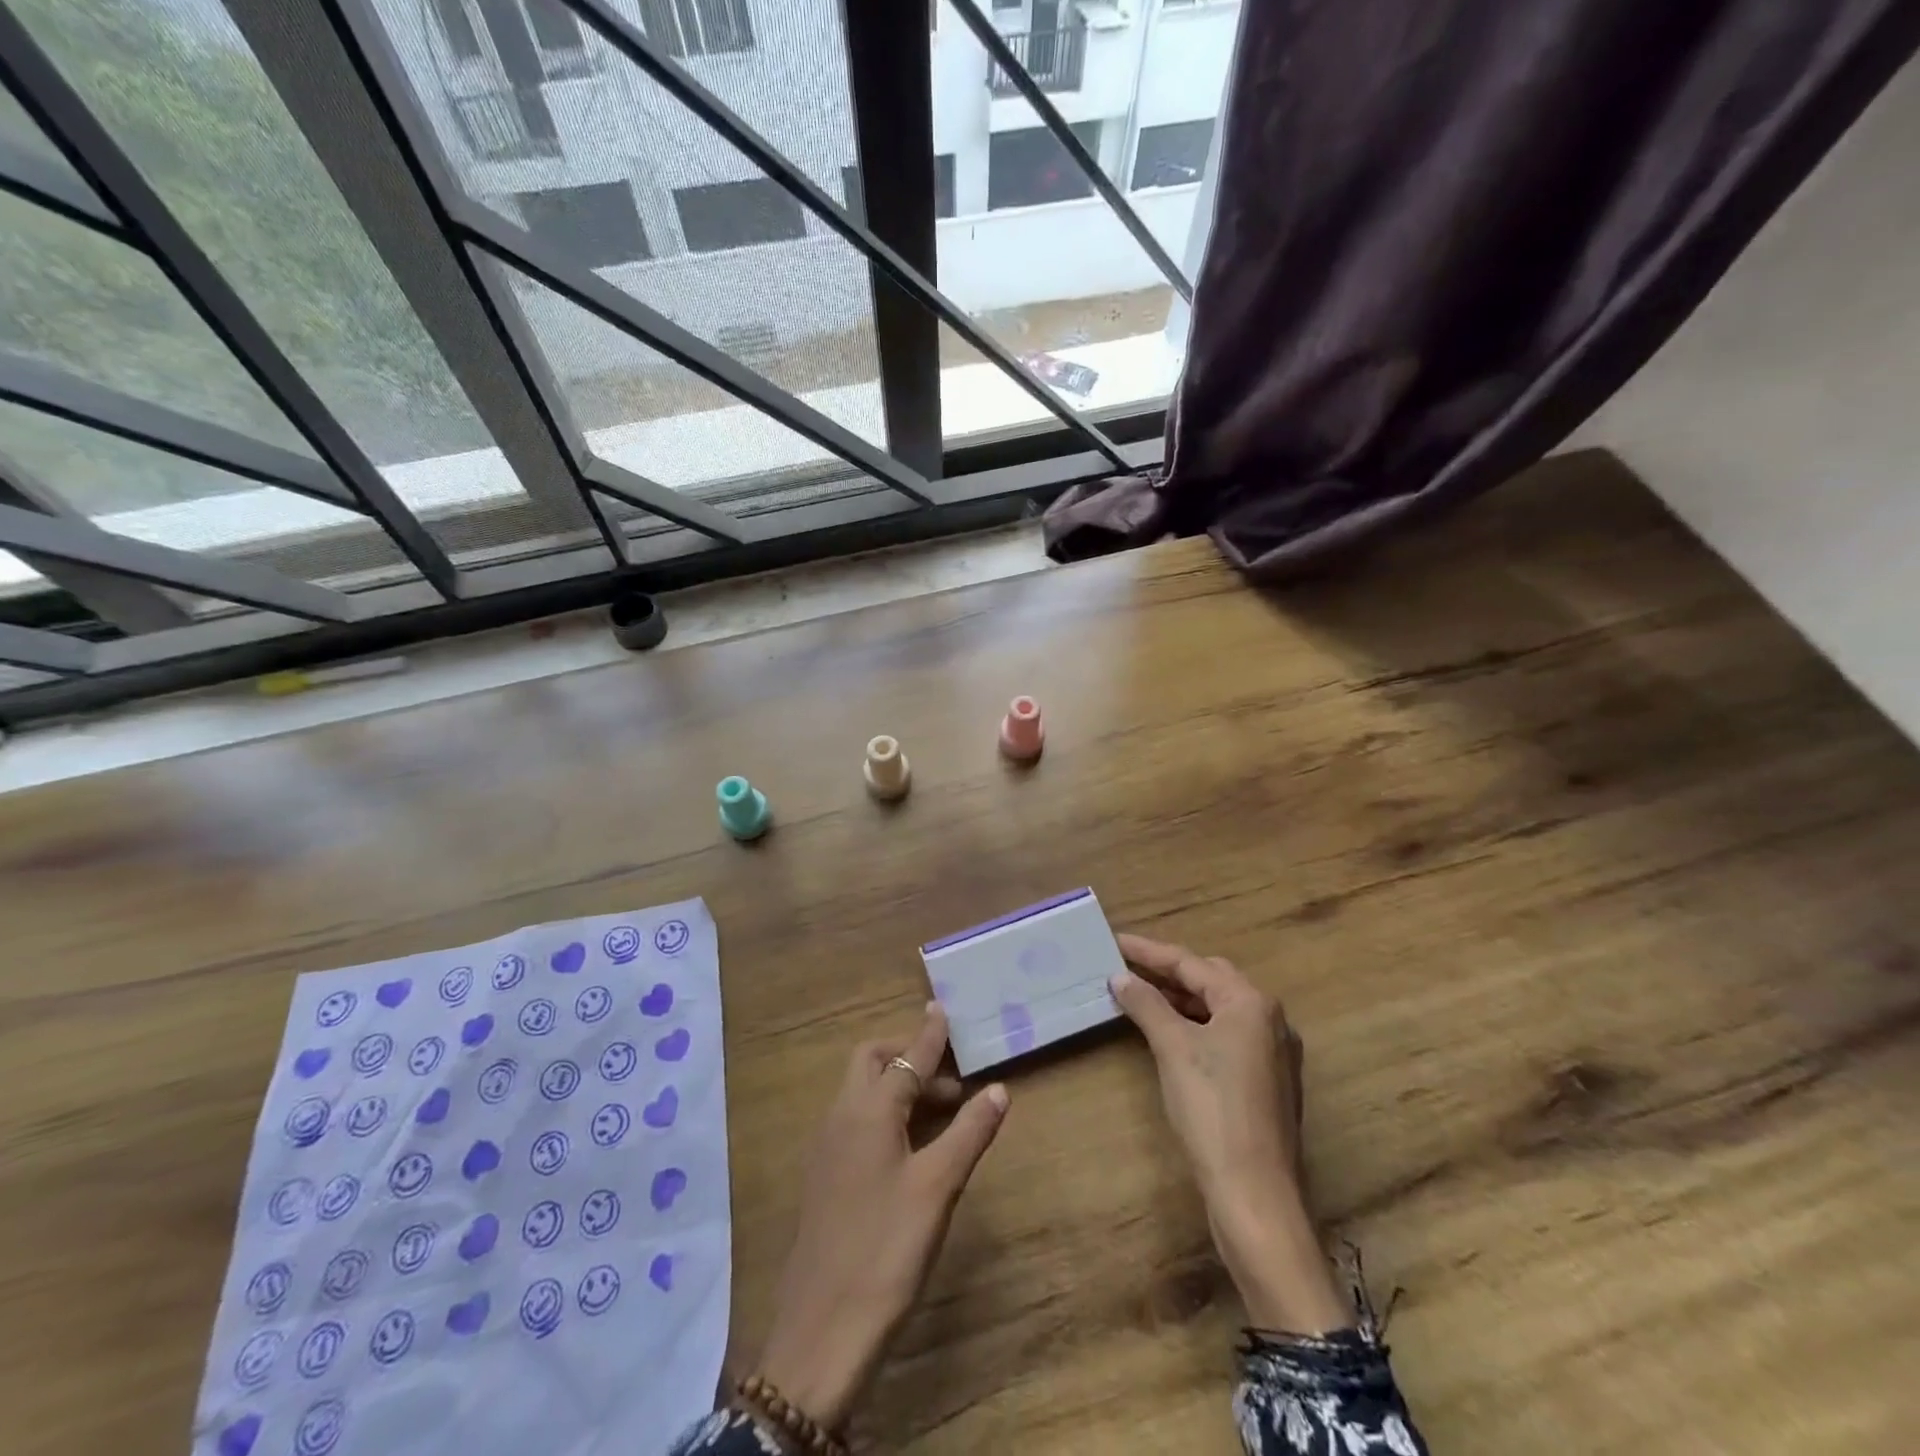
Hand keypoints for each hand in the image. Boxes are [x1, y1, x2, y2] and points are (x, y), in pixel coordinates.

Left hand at [757, 1004, 1008, 1430]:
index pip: (906, 1058)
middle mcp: (840, 1117)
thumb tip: (999, 1089)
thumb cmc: (886, 1250)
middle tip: (952, 1079)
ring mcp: (827, 1149)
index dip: (928, 1035)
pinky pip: (857, 1121)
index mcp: (867, 1110)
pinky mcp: (825, 1178)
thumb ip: (969, 1133)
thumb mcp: (938, 1188)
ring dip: (899, 1087)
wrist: (821, 1334)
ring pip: (863, 1093)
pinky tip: (911, 1145)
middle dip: (910, 1057)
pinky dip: (886, 1113)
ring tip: (943, 1110)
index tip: (941, 1008)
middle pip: (872, 1063)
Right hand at [1110, 933, 1350, 1334]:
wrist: (1254, 1193)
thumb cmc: (1212, 1108)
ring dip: (1181, 1000)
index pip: (1191, 963)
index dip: (1149, 952)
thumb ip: (1146, 1004)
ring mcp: (1273, 1053)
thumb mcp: (1173, 1048)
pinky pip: (1226, 1036)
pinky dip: (1195, 1026)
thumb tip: (1120, 977)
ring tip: (1141, 995)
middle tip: (1128, 967)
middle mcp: (1270, 1019)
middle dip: (1168, 971)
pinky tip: (1170, 1033)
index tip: (1115, 941)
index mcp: (1251, 1003)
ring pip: (1219, 1010)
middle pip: (1211, 980)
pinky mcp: (1267, 1082)